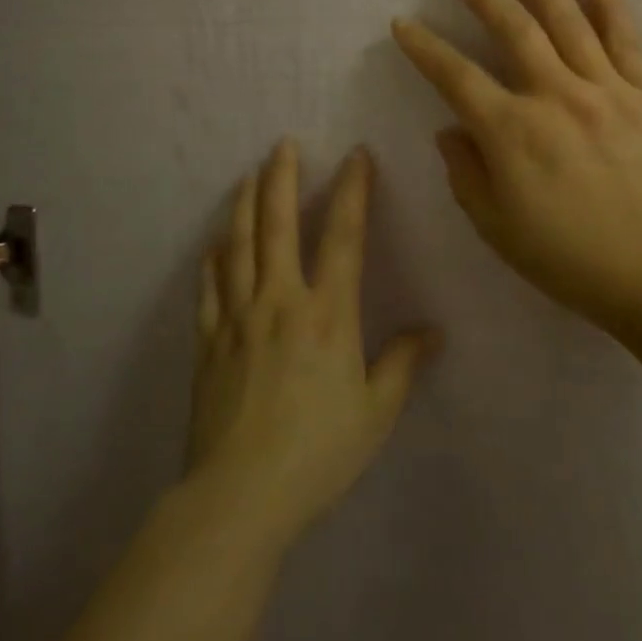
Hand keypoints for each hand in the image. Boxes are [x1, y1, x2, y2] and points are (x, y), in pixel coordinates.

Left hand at [186, 140, 439, 551]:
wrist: (240, 496)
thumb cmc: (318, 453)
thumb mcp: (375, 413)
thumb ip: (402, 365)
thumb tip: (433, 331)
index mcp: (327, 312)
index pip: (343, 235)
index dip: (352, 190)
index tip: (356, 155)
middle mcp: (281, 300)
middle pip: (278, 224)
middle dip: (282, 178)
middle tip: (282, 144)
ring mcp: (238, 317)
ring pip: (238, 245)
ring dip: (243, 205)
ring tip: (247, 175)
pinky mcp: (209, 341)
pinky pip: (209, 289)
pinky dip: (213, 261)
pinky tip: (214, 246)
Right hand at [391, 0, 641, 336]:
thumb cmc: (569, 260)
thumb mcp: (497, 228)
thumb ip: (466, 173)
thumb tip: (451, 129)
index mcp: (512, 132)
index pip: (455, 76)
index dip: (424, 47)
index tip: (402, 22)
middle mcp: (555, 96)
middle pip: (512, 28)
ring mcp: (606, 90)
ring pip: (567, 20)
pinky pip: (626, 40)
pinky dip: (610, 4)